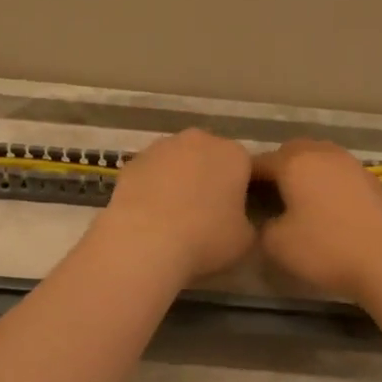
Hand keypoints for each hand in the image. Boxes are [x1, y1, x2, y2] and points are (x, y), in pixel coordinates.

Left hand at [94, 129, 256, 281]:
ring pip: (178, 161)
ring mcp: (162, 146)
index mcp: (234, 154)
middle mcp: (200, 140)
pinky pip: (152, 172)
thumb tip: (239, 221)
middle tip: (206, 213)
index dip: (242, 191)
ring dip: (180, 179)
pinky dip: (153, 187)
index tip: (237, 213)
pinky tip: (150, 214)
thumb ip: (247, 223)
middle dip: (210, 178)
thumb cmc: (205, 238)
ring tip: (175, 215)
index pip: (246, 167)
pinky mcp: (133, 160)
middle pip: (210, 157)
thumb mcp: (245, 239)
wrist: (145, 241)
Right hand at [254, 139, 381, 300]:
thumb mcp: (275, 244)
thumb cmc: (324, 249)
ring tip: (299, 199)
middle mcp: (322, 153)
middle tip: (269, 195)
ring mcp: (350, 163)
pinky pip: (339, 172)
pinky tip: (327, 206)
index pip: (260, 162)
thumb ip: (262, 224)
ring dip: (305, 172)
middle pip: (291, 151)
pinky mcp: (371, 179)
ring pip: (319, 158)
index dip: (246, 179)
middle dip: (277, 168)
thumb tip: (267, 218)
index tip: (239, 197)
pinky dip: (328, 182)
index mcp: (294, 163)